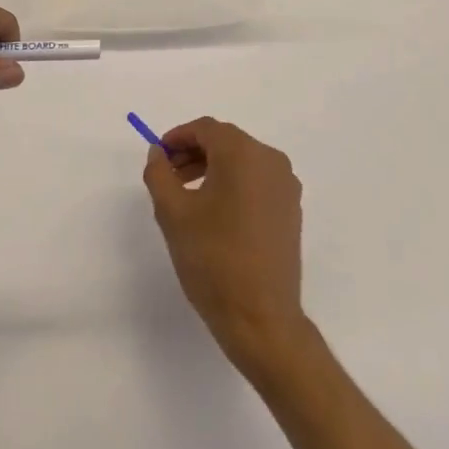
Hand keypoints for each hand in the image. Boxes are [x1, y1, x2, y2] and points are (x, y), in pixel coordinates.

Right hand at [143, 117, 309, 370]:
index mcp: (243, 154)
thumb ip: (159, 173)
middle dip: (193, 152)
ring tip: (186, 195)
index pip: (206, 129)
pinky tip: (214, 212)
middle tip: (167, 175)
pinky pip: (257, 182)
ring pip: (242, 162)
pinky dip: (233, 184)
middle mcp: (271, 160)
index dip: (178, 136)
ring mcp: (286, 186)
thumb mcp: (173, 214)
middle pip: (226, 142)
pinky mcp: (291, 210)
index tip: (158, 155)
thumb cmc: (213, 260)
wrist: (261, 319)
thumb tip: (158, 153)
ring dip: (212, 168)